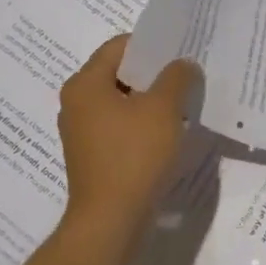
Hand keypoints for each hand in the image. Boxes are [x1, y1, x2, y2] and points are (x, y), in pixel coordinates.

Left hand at [55, 34, 198, 239]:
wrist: (111, 220)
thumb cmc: (134, 155)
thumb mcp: (164, 108)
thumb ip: (177, 77)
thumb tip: (183, 65)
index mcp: (85, 84)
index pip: (120, 46)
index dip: (153, 44)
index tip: (182, 50)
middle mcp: (77, 102)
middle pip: (120, 72)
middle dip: (155, 72)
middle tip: (188, 73)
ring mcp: (83, 131)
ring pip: (123, 100)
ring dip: (152, 98)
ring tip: (184, 101)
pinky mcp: (94, 154)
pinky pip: (121, 125)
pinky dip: (144, 122)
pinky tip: (169, 130)